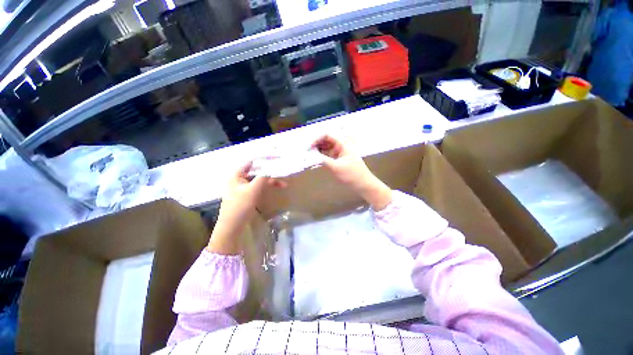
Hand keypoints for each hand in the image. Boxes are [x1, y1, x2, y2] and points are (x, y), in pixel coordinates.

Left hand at [207, 162, 285, 254]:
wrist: (233, 227)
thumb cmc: (240, 206)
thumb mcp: (253, 190)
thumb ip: (262, 177)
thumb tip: (272, 166)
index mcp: (237, 174)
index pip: (251, 161)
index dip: (264, 158)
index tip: (276, 157)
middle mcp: (240, 178)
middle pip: (257, 170)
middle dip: (270, 170)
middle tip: (282, 169)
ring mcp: (244, 186)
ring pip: (260, 178)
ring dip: (271, 180)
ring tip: (284, 184)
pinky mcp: (248, 193)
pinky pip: (259, 185)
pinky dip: (268, 186)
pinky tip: (277, 187)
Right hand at [312, 135, 391, 210]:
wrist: (363, 185)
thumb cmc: (352, 175)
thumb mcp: (336, 167)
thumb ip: (322, 160)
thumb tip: (310, 155)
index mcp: (342, 144)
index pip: (327, 135)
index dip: (316, 139)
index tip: (308, 148)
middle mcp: (340, 146)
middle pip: (325, 141)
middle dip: (315, 146)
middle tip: (306, 153)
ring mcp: (339, 154)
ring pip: (325, 149)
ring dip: (317, 152)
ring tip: (308, 158)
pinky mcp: (338, 160)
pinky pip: (327, 156)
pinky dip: (321, 158)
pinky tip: (315, 163)